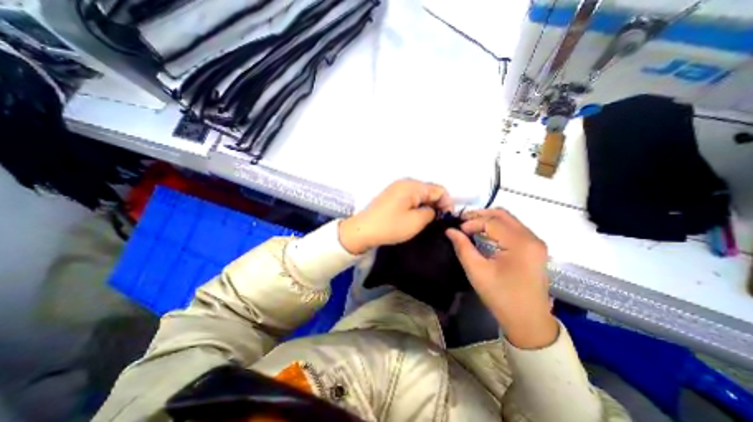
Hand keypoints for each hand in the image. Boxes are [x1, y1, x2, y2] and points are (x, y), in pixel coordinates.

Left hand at [340, 179, 451, 252]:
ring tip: (425, 220)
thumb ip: (431, 213)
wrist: (363, 230)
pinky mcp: (391, 195)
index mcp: (413, 186)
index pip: (439, 190)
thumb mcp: (416, 221)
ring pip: (419, 194)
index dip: (447, 203)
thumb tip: (433, 210)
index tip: (446, 218)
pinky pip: (410, 197)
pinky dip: (416, 205)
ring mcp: (396, 188)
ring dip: (426, 206)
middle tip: (436, 221)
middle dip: (436, 204)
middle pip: (429, 190)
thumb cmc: (390, 226)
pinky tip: (414, 216)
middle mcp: (405, 182)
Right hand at [443, 208, 554, 348]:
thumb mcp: (477, 271)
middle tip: (462, 221)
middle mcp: (531, 238)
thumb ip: (462, 247)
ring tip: (470, 225)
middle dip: (480, 215)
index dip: (471, 223)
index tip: (457, 231)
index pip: (491, 222)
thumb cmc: (501, 296)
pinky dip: (497, 226)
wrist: (528, 321)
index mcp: (520, 243)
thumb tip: (450, 230)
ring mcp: (535, 242)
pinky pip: (513, 228)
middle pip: (503, 214)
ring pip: (508, 219)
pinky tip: (484, 232)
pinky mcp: (534, 248)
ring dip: (488, 219)